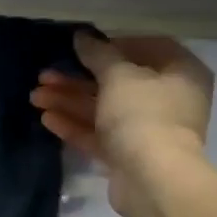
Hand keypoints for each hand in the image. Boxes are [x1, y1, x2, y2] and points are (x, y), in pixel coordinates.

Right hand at [31, 31, 213, 209]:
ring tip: (35, 96)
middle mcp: (168, 99)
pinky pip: (99, 135)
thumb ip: (98, 54)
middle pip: (117, 82)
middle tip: (44, 75)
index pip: (147, 48)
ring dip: (70, 101)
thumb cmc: (143, 115)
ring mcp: (147, 130)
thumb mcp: (118, 76)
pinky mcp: (128, 156)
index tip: (81, 48)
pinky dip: (75, 125)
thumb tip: (82, 37)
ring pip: (103, 109)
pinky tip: (47, 118)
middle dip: (77, 79)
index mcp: (180, 72)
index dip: (111, 45)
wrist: (152, 179)